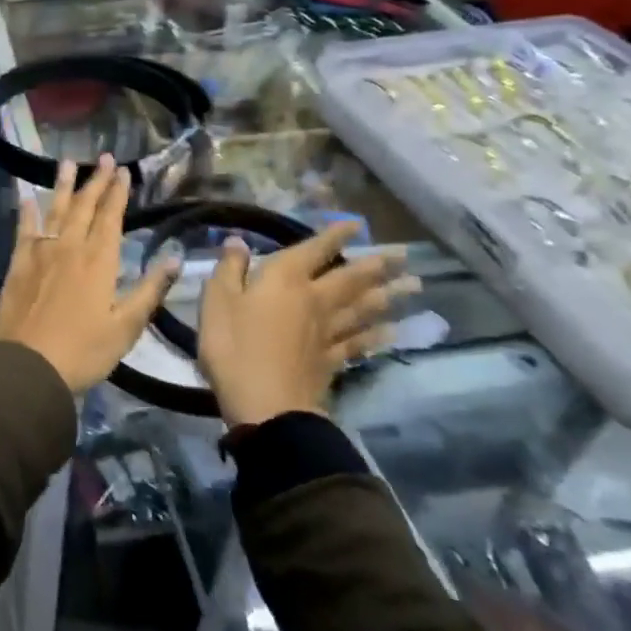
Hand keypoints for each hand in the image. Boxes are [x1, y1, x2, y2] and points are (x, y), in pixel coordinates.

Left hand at [0, 156, 179, 391]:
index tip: (123, 171)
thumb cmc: (83, 350)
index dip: (118, 193)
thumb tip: (174, 259)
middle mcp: (70, 246)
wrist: (27, 365)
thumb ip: (149, 290)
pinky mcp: (18, 263)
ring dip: (63, 185)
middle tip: (104, 157)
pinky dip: (27, 211)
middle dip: (96, 180)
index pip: (111, 217)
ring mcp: (41, 252)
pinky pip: (24, 229)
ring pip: (55, 210)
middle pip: (85, 206)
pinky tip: (27, 197)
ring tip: (68, 162)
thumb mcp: (126, 327)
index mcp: (98, 260)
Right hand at [197, 221, 418, 426]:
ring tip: (412, 285)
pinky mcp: (332, 361)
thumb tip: (239, 241)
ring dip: (388, 295)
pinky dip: (378, 335)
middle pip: (351, 278)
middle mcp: (314, 300)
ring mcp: (327, 332)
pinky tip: (393, 330)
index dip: (335, 235)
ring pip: (363, 308)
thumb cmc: (234, 347)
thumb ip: (230, 269)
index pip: (315, 249)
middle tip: (405, 255)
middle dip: (377, 264)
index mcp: (285, 280)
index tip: (356, 224)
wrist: (266, 406)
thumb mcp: (217, 301)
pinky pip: (360, 342)